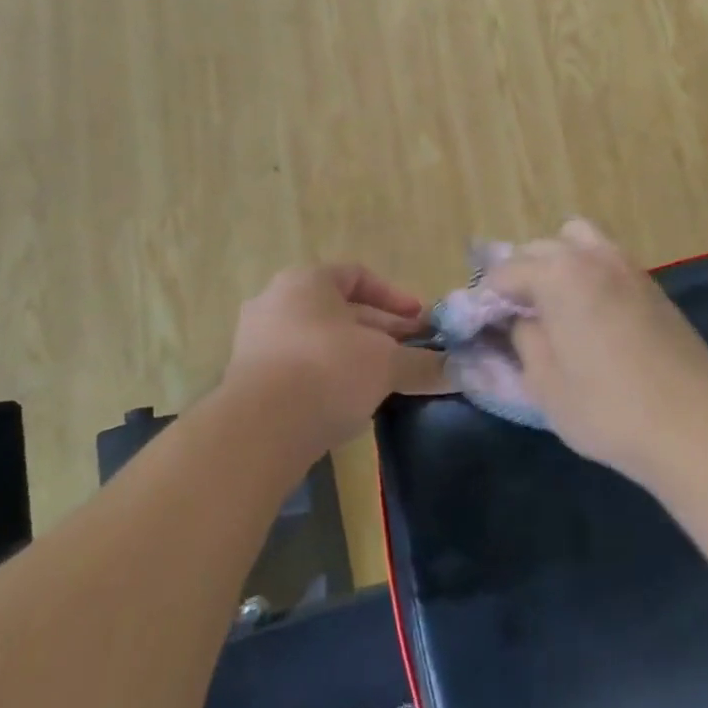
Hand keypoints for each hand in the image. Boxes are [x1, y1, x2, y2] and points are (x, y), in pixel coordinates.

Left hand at [224, 264, 448, 453]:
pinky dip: (329, 378)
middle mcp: (276, 302)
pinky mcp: (249, 381)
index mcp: (307, 282)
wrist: (258, 431)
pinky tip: (352, 403)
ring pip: (320, 341)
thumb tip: (459, 371)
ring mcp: (257, 342)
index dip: (395, 297)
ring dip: (357, 357)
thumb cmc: (328, 371)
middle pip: (340, 311)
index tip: (421, 321)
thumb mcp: (386, 363)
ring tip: (388, 379)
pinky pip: (299, 369)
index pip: (358, 275)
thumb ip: (422, 363)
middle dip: (381, 330)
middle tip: (413, 351)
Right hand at [488, 219, 707, 482]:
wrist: (693, 424)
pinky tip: (591, 314)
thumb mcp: (545, 383)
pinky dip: (589, 273)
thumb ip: (524, 339)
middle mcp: (592, 256)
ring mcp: (627, 266)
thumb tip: (520, 320)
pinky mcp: (652, 284)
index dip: (488, 298)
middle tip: (517, 316)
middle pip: (541, 248)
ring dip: (559, 263)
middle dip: (522, 275)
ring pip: (579, 241)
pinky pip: (607, 260)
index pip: (506, 272)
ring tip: (556, 305)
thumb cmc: (607, 407)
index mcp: (558, 274)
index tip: (483, 325)